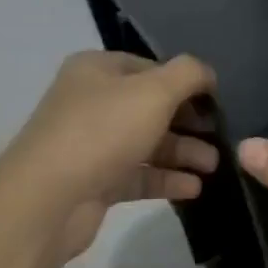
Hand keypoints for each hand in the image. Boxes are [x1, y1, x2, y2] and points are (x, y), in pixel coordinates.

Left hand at [0, 51, 218, 266]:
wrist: (47, 199)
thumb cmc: (103, 130)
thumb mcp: (154, 91)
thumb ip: (188, 75)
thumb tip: (207, 74)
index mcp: (97, 70)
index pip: (150, 67)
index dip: (184, 82)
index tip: (216, 101)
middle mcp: (91, 102)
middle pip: (149, 107)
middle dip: (187, 122)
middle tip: (220, 136)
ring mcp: (90, 144)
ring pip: (145, 143)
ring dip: (181, 152)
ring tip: (213, 166)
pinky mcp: (94, 182)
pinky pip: (137, 175)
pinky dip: (165, 179)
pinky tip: (194, 188)